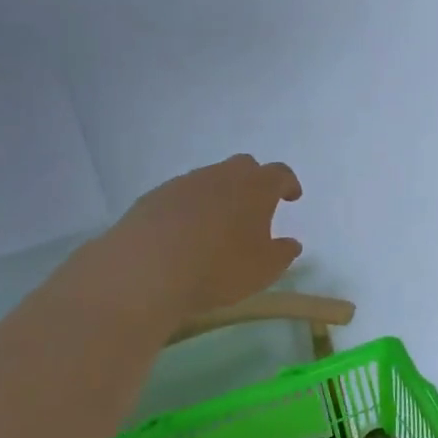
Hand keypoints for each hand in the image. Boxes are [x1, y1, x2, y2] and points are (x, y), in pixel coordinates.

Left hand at [86, 155, 303, 323]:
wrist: (145, 270)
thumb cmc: (219, 267)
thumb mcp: (265, 269)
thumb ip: (283, 253)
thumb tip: (290, 243)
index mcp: (255, 187)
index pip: (279, 174)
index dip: (288, 184)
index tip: (291, 197)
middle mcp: (221, 176)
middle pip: (243, 166)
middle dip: (253, 182)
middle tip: (255, 207)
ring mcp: (183, 183)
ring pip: (209, 179)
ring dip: (219, 195)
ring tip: (218, 225)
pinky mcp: (153, 197)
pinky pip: (181, 196)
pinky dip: (190, 208)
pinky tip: (185, 234)